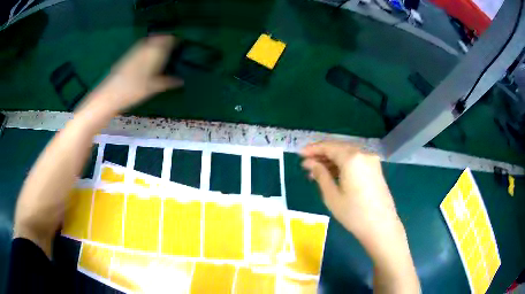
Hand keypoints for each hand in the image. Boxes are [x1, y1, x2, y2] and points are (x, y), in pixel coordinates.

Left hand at [87, 35, 182, 113]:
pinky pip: (141, 46)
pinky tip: (147, 53)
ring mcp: (135, 51)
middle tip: (172, 43)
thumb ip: (168, 82)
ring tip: (161, 46)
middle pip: (158, 38)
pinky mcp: (127, 56)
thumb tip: (181, 81)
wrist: (109, 94)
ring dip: (156, 41)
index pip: (167, 40)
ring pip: (149, 41)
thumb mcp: (153, 88)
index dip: (174, 39)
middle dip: (165, 38)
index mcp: (154, 53)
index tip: (180, 42)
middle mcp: (145, 48)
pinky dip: (147, 46)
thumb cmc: (133, 91)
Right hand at [300, 141, 399, 242]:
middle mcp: (363, 154)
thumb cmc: (353, 213)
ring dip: (332, 160)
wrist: (381, 226)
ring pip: (348, 154)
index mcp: (352, 158)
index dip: (313, 149)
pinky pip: (356, 161)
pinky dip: (343, 165)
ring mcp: (372, 161)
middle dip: (322, 155)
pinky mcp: (376, 169)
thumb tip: (310, 163)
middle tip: (307, 165)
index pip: (329, 147)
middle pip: (339, 148)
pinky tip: (334, 175)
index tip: (300, 154)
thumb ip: (320, 175)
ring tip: (317, 172)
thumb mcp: (332, 196)